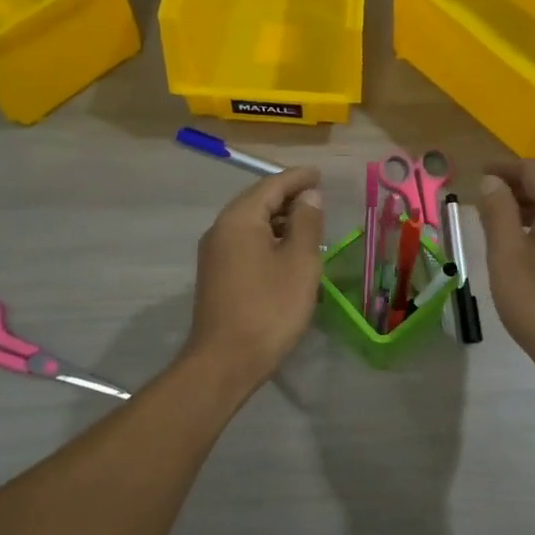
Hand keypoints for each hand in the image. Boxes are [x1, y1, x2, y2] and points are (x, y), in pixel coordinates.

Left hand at [183, 167, 325, 388]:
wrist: (225, 361)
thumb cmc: (269, 308)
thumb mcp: (299, 262)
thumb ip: (306, 223)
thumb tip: (308, 196)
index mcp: (240, 219)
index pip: (271, 185)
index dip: (298, 178)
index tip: (320, 173)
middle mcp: (221, 229)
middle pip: (257, 200)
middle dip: (287, 195)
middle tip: (317, 194)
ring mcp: (215, 253)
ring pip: (250, 222)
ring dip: (278, 218)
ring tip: (308, 221)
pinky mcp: (216, 274)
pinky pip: (245, 241)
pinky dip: (268, 237)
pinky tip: (287, 249)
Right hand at [476, 159, 534, 382]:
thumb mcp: (507, 254)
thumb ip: (498, 213)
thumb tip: (493, 182)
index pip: (534, 170)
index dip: (505, 168)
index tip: (478, 174)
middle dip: (515, 186)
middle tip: (482, 198)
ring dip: (525, 207)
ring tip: (494, 222)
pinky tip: (518, 248)